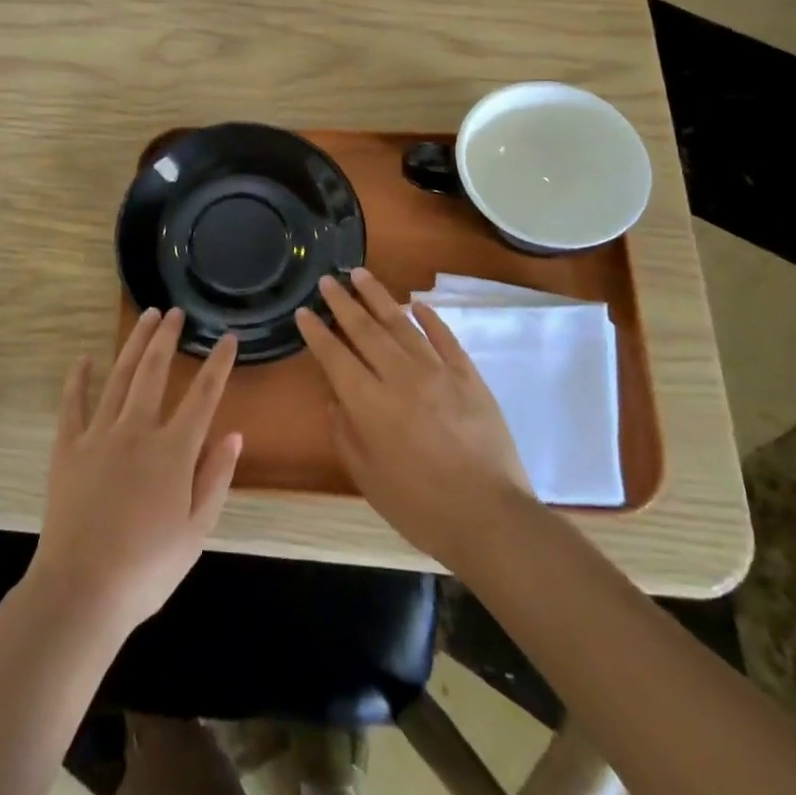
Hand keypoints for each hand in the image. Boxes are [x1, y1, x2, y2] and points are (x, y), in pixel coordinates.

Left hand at [29, 308, 242, 638]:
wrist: (82, 590)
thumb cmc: (147, 568)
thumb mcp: (197, 531)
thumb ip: (216, 478)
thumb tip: (233, 435)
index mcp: (174, 450)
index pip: (204, 395)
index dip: (218, 363)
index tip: (227, 337)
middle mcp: (138, 430)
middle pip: (154, 371)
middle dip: (167, 337)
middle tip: (175, 312)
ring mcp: (99, 435)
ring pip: (119, 376)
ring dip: (134, 344)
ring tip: (145, 317)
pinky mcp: (68, 448)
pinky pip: (73, 404)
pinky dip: (79, 379)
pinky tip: (84, 358)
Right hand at [296, 269, 533, 568]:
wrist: (491, 519)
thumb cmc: (421, 508)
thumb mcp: (369, 480)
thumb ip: (347, 435)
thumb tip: (335, 400)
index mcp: (371, 405)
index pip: (336, 357)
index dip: (316, 333)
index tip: (304, 311)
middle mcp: (400, 378)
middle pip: (365, 330)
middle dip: (342, 303)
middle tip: (327, 280)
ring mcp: (438, 372)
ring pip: (402, 323)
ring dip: (378, 296)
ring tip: (360, 274)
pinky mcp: (469, 376)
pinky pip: (445, 337)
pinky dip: (429, 317)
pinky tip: (416, 303)